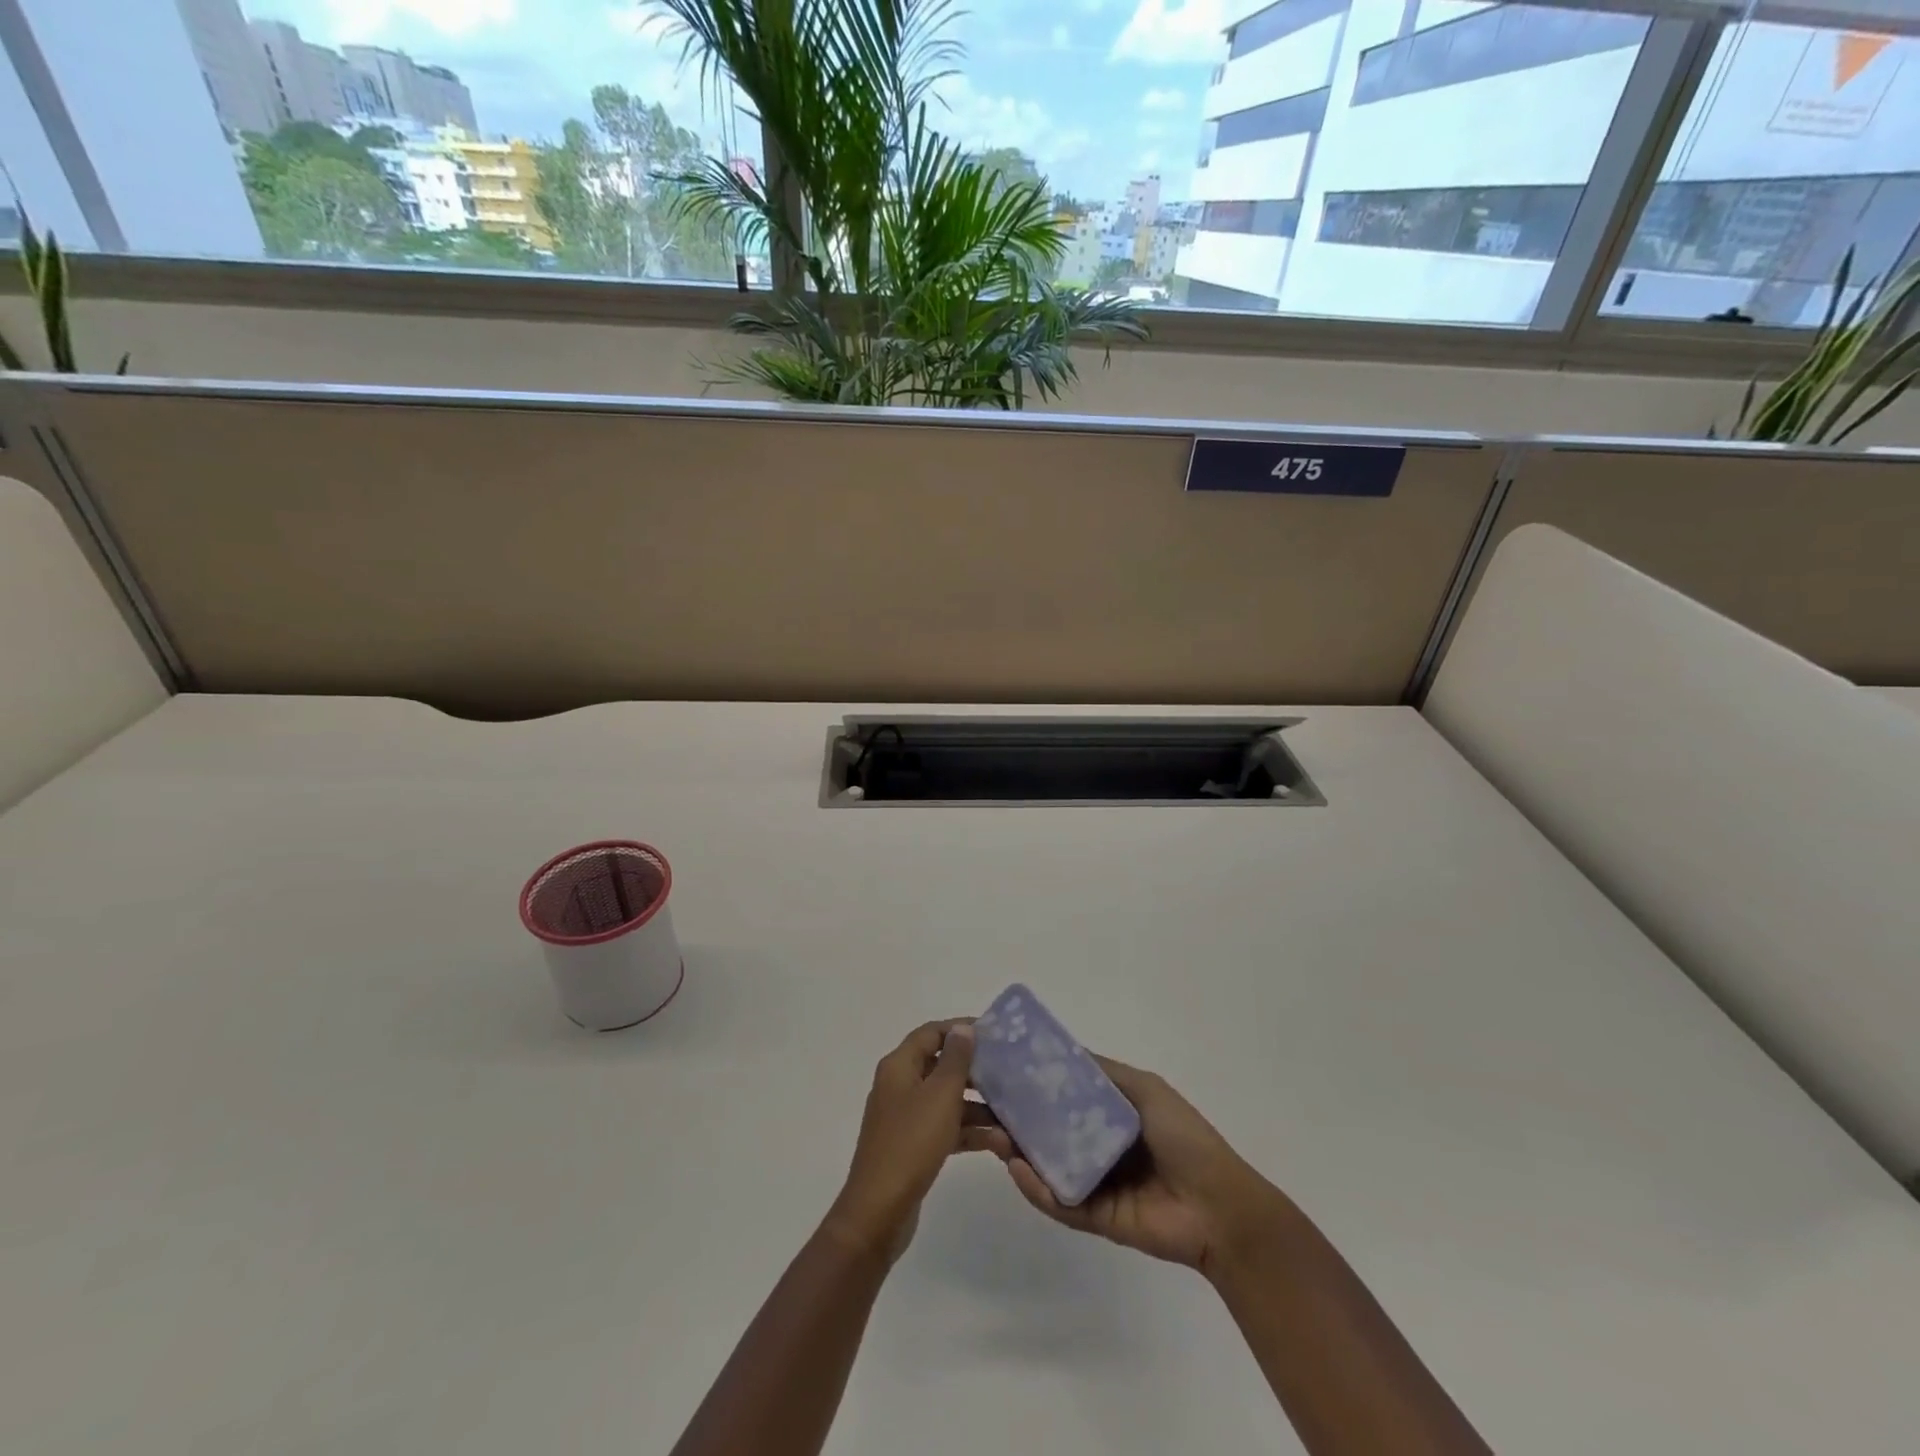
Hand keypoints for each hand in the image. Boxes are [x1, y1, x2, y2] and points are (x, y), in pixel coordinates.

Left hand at [823, 1020, 997, 1262]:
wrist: (879, 1212)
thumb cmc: (911, 1143)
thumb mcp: (940, 1096)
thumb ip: (955, 1059)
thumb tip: (963, 1028)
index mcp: (899, 1066)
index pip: (932, 1033)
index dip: (961, 1029)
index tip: (995, 1034)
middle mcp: (900, 1086)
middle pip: (941, 1066)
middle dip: (975, 1071)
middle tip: (1009, 1073)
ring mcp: (906, 1118)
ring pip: (947, 1100)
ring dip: (978, 1106)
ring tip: (1012, 1114)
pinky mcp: (913, 1146)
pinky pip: (945, 1127)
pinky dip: (969, 1131)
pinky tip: (999, 1142)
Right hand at [983, 1054, 1285, 1276]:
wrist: (1219, 1206)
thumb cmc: (1184, 1137)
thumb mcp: (1145, 1089)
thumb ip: (1103, 1073)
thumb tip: (1060, 1050)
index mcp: (1111, 1114)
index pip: (1065, 1096)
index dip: (1037, 1084)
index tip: (1004, 1069)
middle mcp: (1098, 1146)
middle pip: (1050, 1131)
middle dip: (1019, 1120)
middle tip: (987, 1105)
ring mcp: (1095, 1183)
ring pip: (1049, 1166)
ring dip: (1021, 1153)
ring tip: (995, 1137)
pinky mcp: (1094, 1218)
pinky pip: (1060, 1202)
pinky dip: (1037, 1188)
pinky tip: (1018, 1169)